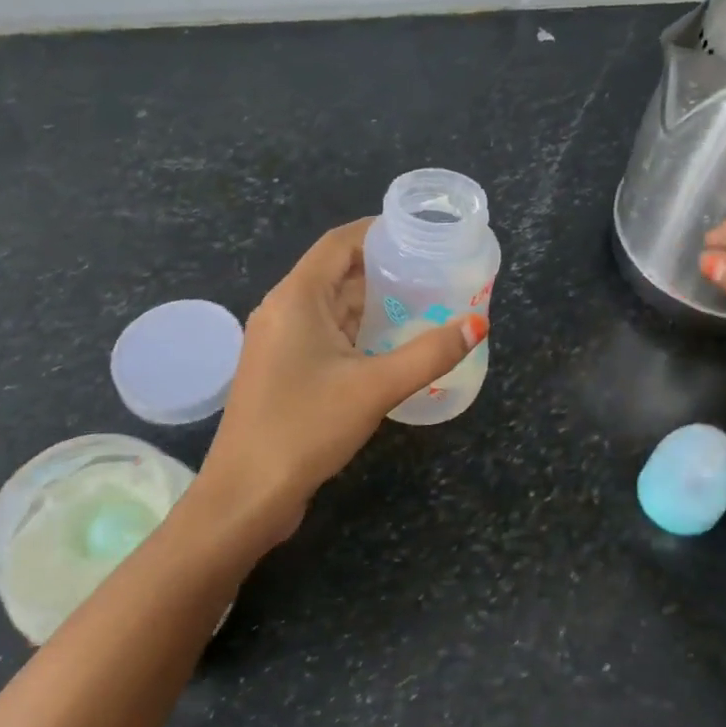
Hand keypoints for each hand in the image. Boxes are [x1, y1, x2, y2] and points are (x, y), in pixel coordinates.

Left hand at [197, 219, 484, 543]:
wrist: (246, 495)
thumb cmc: (305, 428)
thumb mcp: (375, 388)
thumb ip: (430, 354)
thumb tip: (478, 324)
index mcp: (295, 298)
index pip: (338, 243)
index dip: (378, 231)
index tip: (420, 233)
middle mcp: (282, 311)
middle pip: (336, 272)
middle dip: (383, 268)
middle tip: (433, 270)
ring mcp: (280, 343)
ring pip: (331, 307)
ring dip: (372, 302)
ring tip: (424, 301)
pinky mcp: (284, 372)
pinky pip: (325, 335)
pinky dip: (358, 331)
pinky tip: (392, 343)